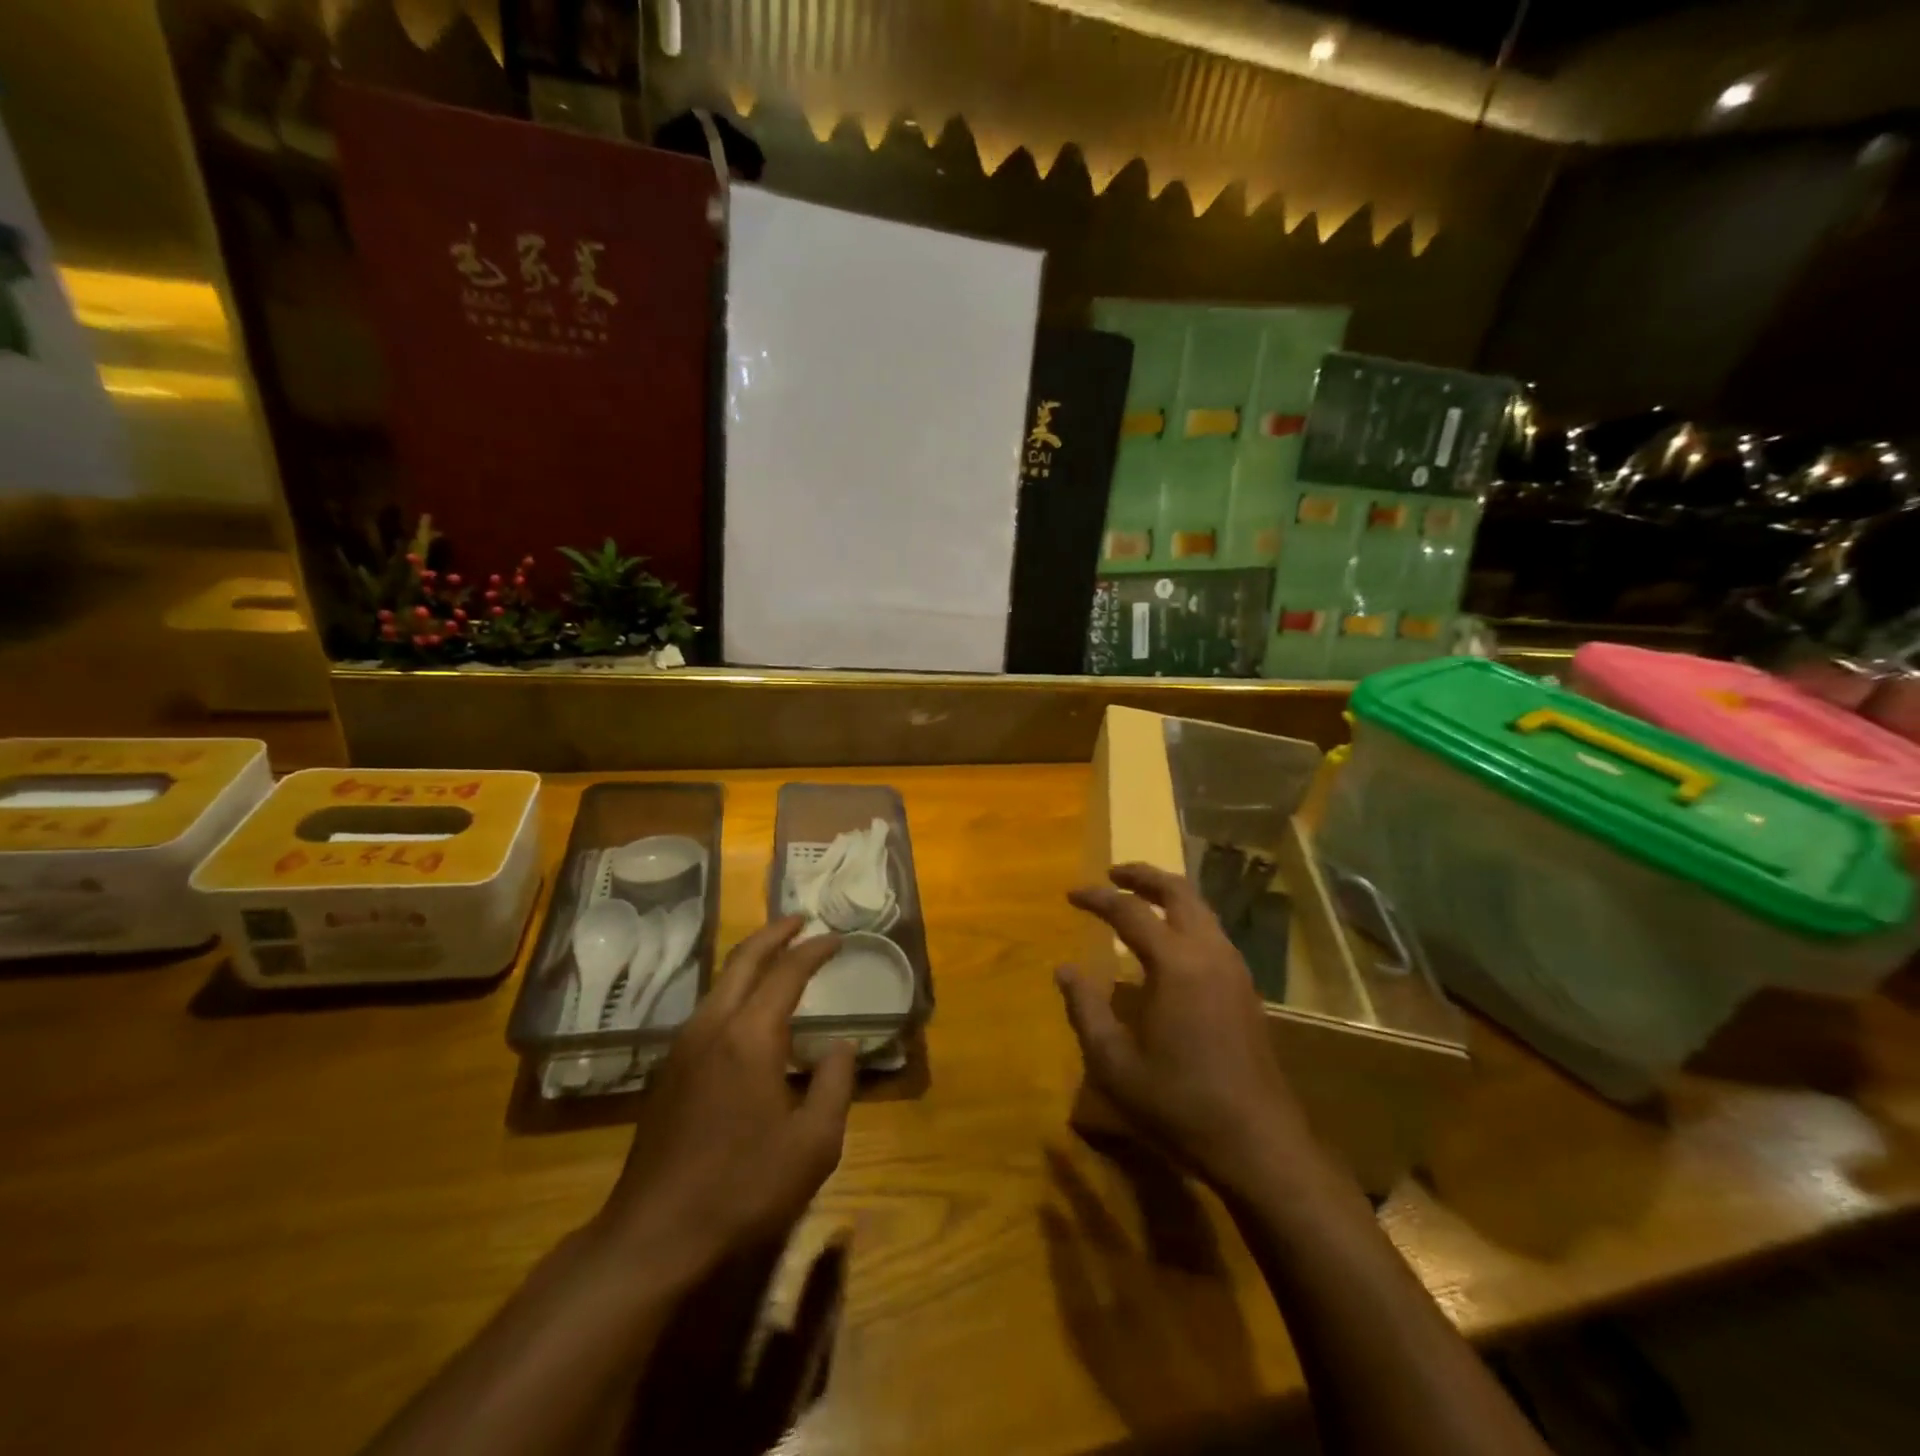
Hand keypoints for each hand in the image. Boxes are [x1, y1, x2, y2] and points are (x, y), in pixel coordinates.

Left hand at [591, 917, 857, 1276]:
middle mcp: (712, 1026)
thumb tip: (841, 1045)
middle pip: (743, 960)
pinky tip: (749, 1010)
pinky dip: (735, 989)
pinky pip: (709, 1008)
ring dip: (751, 960)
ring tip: (778, 957)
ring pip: (720, 982)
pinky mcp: (669, 1070)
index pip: (787, 973)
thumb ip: (835, 1084)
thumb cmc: (743, 1189)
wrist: (653, 1237)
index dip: (814, 951)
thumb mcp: (813, 1144)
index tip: (837, 938)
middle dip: (774, 934)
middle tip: (800, 921)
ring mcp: (683, 1047)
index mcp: (750, 1036)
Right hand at [1058, 863, 1319, 1201]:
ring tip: (1139, 899)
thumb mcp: (1115, 1062)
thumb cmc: (1179, 1103)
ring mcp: (1234, 969)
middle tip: (1113, 874)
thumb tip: (1064, 969)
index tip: (1071, 894)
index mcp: (1175, 964)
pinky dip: (1186, 918)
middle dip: (1143, 876)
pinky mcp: (1246, 988)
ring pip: (1201, 909)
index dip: (1097, 898)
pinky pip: (1213, 932)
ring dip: (1168, 894)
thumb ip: (1085, 1008)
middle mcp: (1209, 953)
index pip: (1129, 911)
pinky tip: (1169, 942)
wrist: (1259, 1143)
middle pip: (1178, 891)